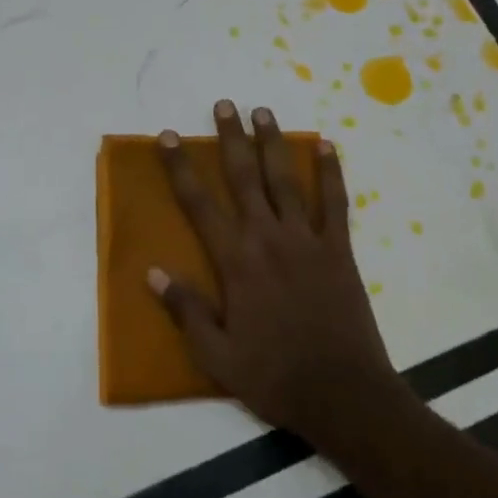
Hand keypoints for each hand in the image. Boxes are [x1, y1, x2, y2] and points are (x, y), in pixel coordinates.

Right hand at [150, 101, 404, 445]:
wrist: (343, 393)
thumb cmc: (274, 375)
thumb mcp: (217, 355)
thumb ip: (186, 310)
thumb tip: (153, 272)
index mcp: (236, 261)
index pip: (199, 203)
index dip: (180, 167)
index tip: (168, 137)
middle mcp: (268, 238)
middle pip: (244, 177)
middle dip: (230, 138)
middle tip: (223, 105)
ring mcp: (307, 240)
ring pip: (285, 179)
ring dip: (273, 143)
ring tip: (263, 111)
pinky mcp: (339, 249)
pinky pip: (335, 202)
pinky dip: (332, 172)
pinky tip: (327, 146)